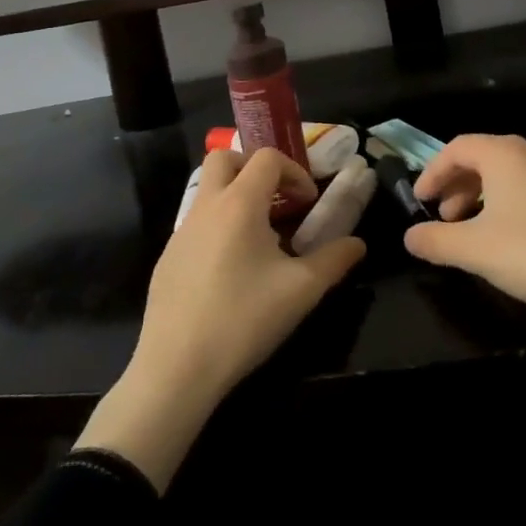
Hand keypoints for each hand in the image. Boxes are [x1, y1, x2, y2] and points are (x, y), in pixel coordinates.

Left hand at [76, 149, 362, 488]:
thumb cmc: (244, 319)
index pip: (266, 158)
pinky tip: (231, 270)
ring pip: (208, 190)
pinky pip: (196, 223)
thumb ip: (334, 260)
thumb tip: (357, 244)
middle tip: (277, 198)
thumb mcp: (301, 290)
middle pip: (225, 158)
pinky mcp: (168, 257)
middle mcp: (207, 206)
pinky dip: (218, 226)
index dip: (293, 171)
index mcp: (239, 203)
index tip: (308, 202)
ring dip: (236, 197)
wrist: (176, 367)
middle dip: (254, 168)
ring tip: (260, 236)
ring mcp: (181, 231)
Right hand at [404, 134, 525, 322]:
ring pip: (515, 177)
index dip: (433, 172)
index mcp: (505, 155)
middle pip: (486, 159)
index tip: (421, 200)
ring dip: (488, 198)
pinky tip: (522, 241)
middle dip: (460, 186)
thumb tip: (410, 236)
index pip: (457, 148)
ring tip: (479, 232)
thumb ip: (435, 240)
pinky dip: (520, 208)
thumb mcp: (473, 250)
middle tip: (446, 218)